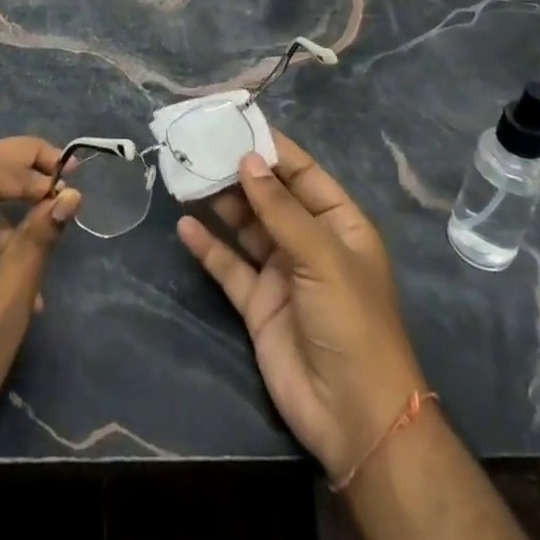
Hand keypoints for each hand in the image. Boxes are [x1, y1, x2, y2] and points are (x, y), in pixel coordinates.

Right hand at [176, 130, 426, 483]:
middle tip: (199, 147)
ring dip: (220, 204)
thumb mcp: (321, 256)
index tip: (236, 123)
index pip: (302, 173)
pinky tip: (185, 226)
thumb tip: (247, 160)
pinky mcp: (258, 304)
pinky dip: (208, 247)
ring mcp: (282, 273)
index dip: (272, 148)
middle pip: (269, 197)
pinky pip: (229, 266)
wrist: (354, 416)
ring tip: (186, 177)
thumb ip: (280, 209)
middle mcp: (309, 242)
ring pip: (246, 227)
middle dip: (238, 174)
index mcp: (338, 223)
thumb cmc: (351, 320)